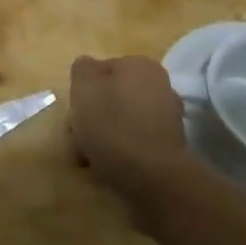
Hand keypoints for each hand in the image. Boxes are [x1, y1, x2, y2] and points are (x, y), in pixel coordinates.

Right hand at [69, 55, 192, 207]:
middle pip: (113, 97)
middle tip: (78, 140)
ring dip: (105, 137)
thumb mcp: (84, 87)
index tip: (74, 114)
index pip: (101, 71)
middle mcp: (159, 85)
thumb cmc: (113, 126)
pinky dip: (122, 153)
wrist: (153, 179)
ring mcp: (168, 118)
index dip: (83, 92)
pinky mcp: (171, 147)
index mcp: (140, 65)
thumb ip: (83, 69)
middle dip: (94, 117)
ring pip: (123, 121)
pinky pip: (136, 143)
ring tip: (89, 161)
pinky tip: (108, 169)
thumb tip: (89, 67)